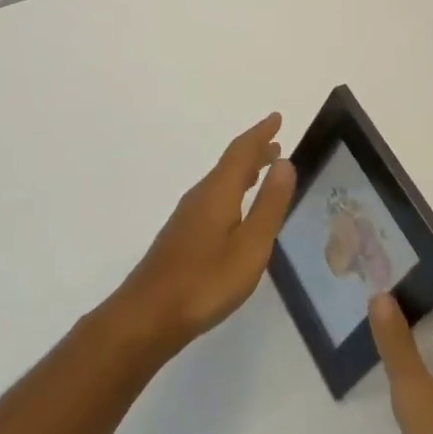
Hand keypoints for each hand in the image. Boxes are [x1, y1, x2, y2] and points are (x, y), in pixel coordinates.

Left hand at [113, 114, 295, 355]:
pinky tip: (236, 209)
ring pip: (221, 181)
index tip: (277, 118)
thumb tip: (284, 163)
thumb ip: (268, 205)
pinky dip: (232, 190)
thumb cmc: (205, 281)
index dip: (260, 134)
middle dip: (254, 151)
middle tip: (276, 144)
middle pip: (230, 163)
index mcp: (218, 192)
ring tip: (263, 171)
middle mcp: (201, 195)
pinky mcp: (183, 235)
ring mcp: (188, 216)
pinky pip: (214, 197)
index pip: (242, 151)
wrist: (148, 315)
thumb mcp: (250, 246)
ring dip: (243, 171)